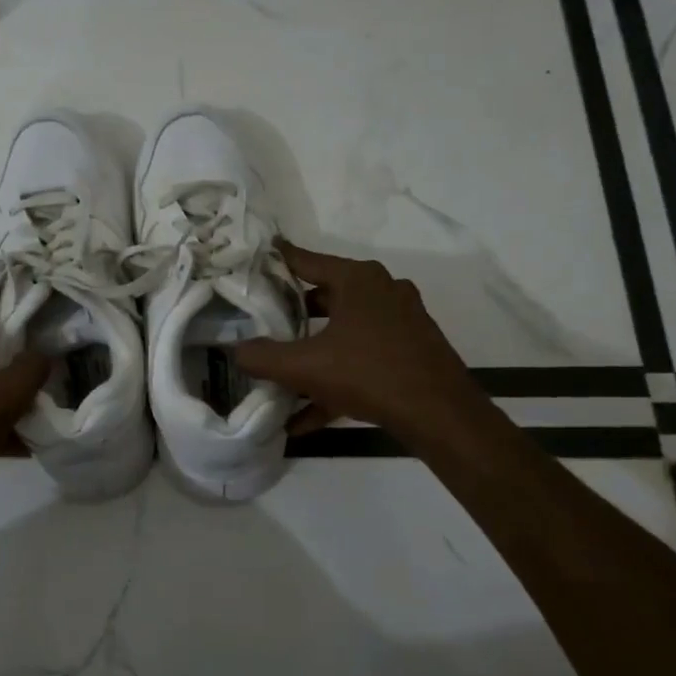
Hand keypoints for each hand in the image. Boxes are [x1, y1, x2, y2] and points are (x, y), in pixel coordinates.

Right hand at [235, 242, 485, 445]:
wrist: (441, 415)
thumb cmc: (369, 374)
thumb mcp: (306, 367)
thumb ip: (263, 357)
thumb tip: (234, 351)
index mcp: (358, 280)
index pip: (306, 261)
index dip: (276, 260)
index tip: (253, 258)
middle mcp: (381, 291)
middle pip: (324, 297)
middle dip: (292, 314)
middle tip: (260, 322)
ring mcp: (400, 321)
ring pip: (343, 331)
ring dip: (312, 353)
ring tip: (280, 373)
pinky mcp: (410, 350)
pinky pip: (362, 358)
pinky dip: (335, 380)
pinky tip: (305, 417)